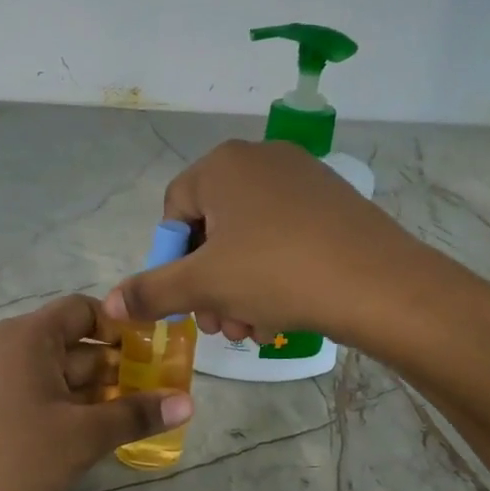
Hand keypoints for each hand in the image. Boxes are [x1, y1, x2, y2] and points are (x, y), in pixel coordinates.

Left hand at [0, 295, 193, 490]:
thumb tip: (188, 402)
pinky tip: (92, 436)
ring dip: (94, 393)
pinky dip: (66, 409)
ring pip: (55, 375)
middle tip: (156, 392)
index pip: (83, 310)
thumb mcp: (84, 436)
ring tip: (133, 417)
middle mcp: (6, 348)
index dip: (120, 327)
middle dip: (115, 367)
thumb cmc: (17, 460)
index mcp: (27, 337)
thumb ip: (136, 414)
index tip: (153, 353)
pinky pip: (35, 397)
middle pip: (72, 344)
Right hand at [102, 140, 424, 345]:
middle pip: (213, 229)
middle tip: (218, 327)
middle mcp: (261, 159)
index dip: (172, 262)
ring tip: (251, 330)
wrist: (379, 284)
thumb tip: (110, 304)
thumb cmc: (277, 274)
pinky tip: (281, 315)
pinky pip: (285, 238)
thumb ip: (151, 292)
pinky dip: (273, 276)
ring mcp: (303, 179)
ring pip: (249, 240)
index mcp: (223, 165)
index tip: (186, 302)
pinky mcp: (333, 204)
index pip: (174, 212)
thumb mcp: (204, 286)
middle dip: (208, 285)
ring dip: (239, 290)